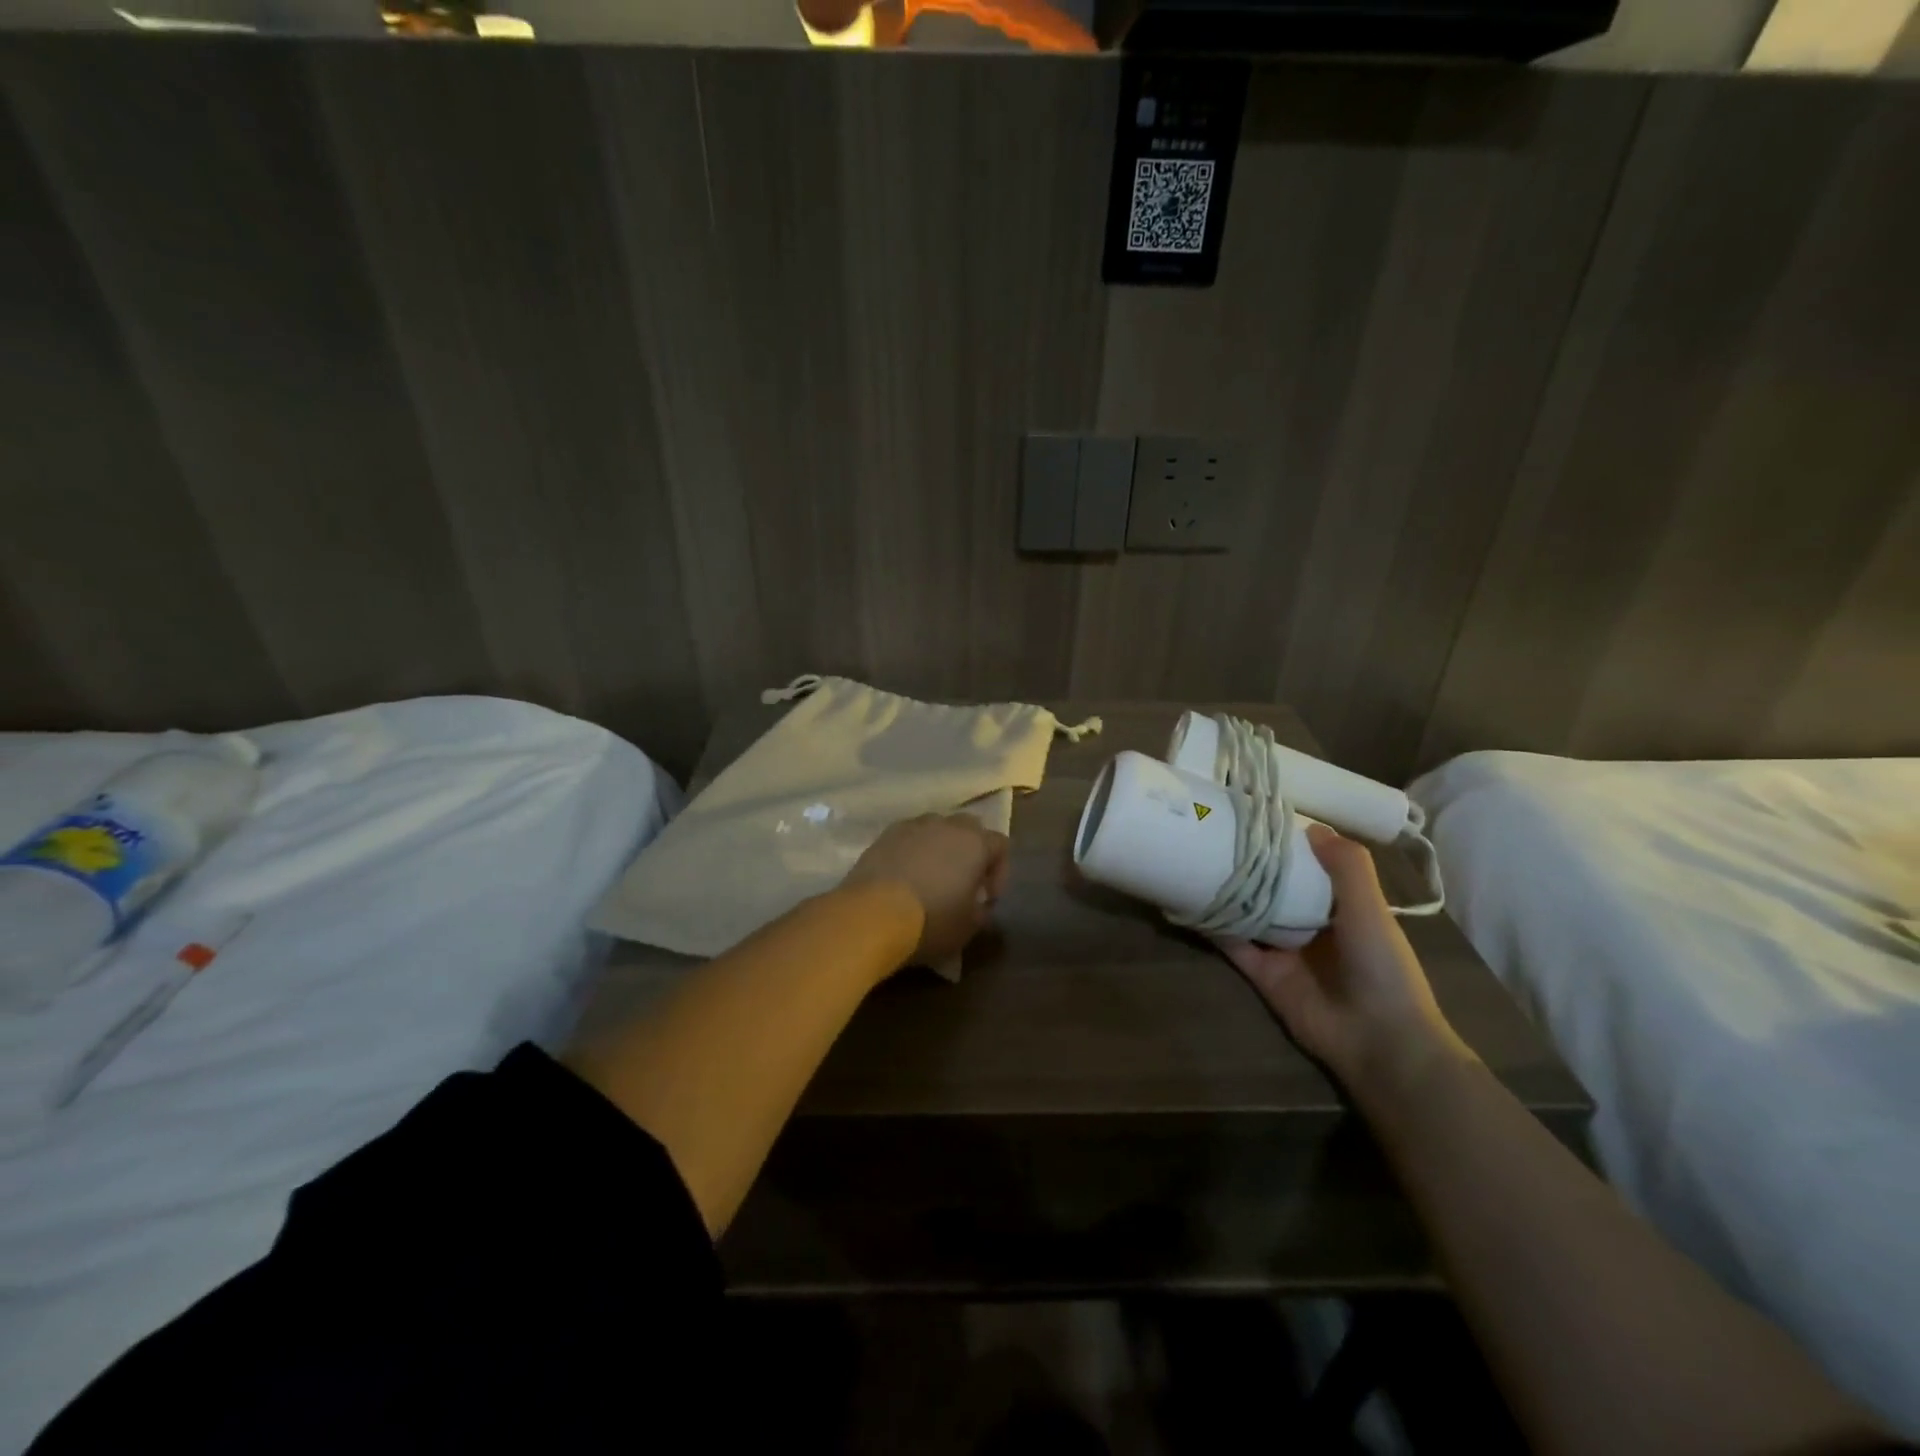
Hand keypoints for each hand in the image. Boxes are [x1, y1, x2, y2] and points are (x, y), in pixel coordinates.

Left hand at [844, 813, 1010, 966]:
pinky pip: (908, 836)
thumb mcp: (968, 928)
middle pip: (969, 828)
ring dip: (940, 848)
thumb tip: (978, 904)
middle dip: (971, 851)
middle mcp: (947, 825)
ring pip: (936, 828)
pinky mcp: (885, 835)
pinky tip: (905, 875)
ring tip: (932, 876)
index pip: (1000, 845)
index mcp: (975, 843)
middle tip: (963, 881)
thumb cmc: (931, 921)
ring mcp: (913, 826)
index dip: (999, 871)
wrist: (872, 914)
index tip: (987, 898)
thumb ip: (981, 911)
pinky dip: (912, 851)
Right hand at [1214, 824, 1469, 1098]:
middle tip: (1216, 832)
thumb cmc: (1382, 968)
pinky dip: (1214, 926)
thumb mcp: (1371, 910)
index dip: (1287, 842)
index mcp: (1341, 906)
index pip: (1309, 865)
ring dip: (1228, 891)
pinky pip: (1233, 944)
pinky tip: (1191, 902)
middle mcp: (1310, 924)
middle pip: (1273, 887)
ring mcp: (1283, 950)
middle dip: (1251, 865)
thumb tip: (1311, 827)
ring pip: (1248, 912)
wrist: (1379, 1040)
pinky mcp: (1261, 974)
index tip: (1258, 816)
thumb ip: (1348, 868)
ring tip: (1195, 858)